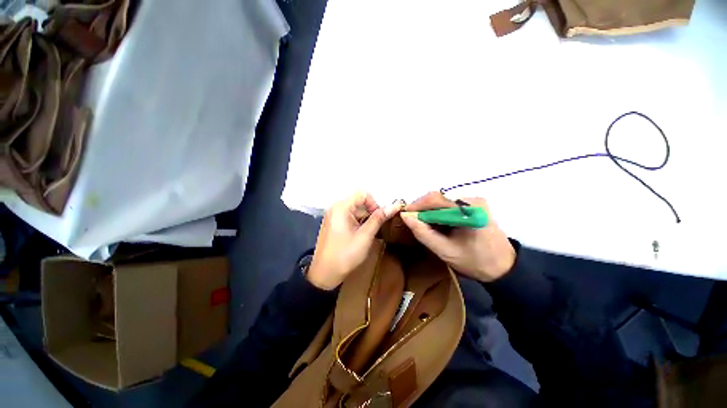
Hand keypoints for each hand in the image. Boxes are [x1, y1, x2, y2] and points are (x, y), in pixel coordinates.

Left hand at [307, 192, 402, 289]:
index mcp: (341, 208)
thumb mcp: (365, 236)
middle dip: (370, 212)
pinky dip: (358, 222)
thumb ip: (378, 219)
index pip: (362, 194)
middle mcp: (336, 208)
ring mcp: (334, 216)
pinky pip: (350, 217)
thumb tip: (394, 206)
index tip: (379, 218)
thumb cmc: (345, 255)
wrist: (324, 274)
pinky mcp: (334, 223)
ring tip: (369, 233)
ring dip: (365, 218)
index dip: (374, 203)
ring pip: (355, 210)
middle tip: (376, 227)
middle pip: (359, 201)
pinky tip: (361, 234)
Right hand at [400, 192, 515, 281]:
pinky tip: (436, 223)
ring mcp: (475, 201)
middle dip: (423, 209)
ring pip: (443, 200)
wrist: (503, 268)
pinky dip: (439, 212)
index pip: (436, 199)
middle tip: (412, 221)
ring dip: (430, 211)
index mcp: (469, 210)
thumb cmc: (475, 262)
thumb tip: (405, 216)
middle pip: (439, 197)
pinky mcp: (475, 205)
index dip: (417, 205)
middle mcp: (473, 200)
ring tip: (423, 224)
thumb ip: (423, 233)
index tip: (404, 215)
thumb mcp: (445, 251)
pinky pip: (450, 204)